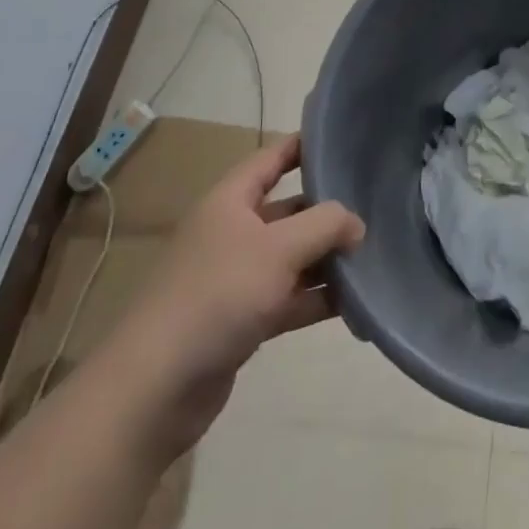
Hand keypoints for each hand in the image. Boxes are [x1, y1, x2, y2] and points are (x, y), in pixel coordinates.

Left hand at [108, 133, 364, 455]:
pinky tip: (355, 304)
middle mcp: (232, 233)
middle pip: (288, 210)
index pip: (271, 158)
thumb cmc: (217, 295)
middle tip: (374, 206)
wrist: (154, 389)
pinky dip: (317, 298)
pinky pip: (288, 299)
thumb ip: (325, 225)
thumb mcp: (279, 248)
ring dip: (327, 259)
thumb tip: (356, 224)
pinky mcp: (241, 321)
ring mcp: (236, 279)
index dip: (304, 145)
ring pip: (292, 258)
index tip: (343, 139)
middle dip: (327, 211)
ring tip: (374, 255)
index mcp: (230, 201)